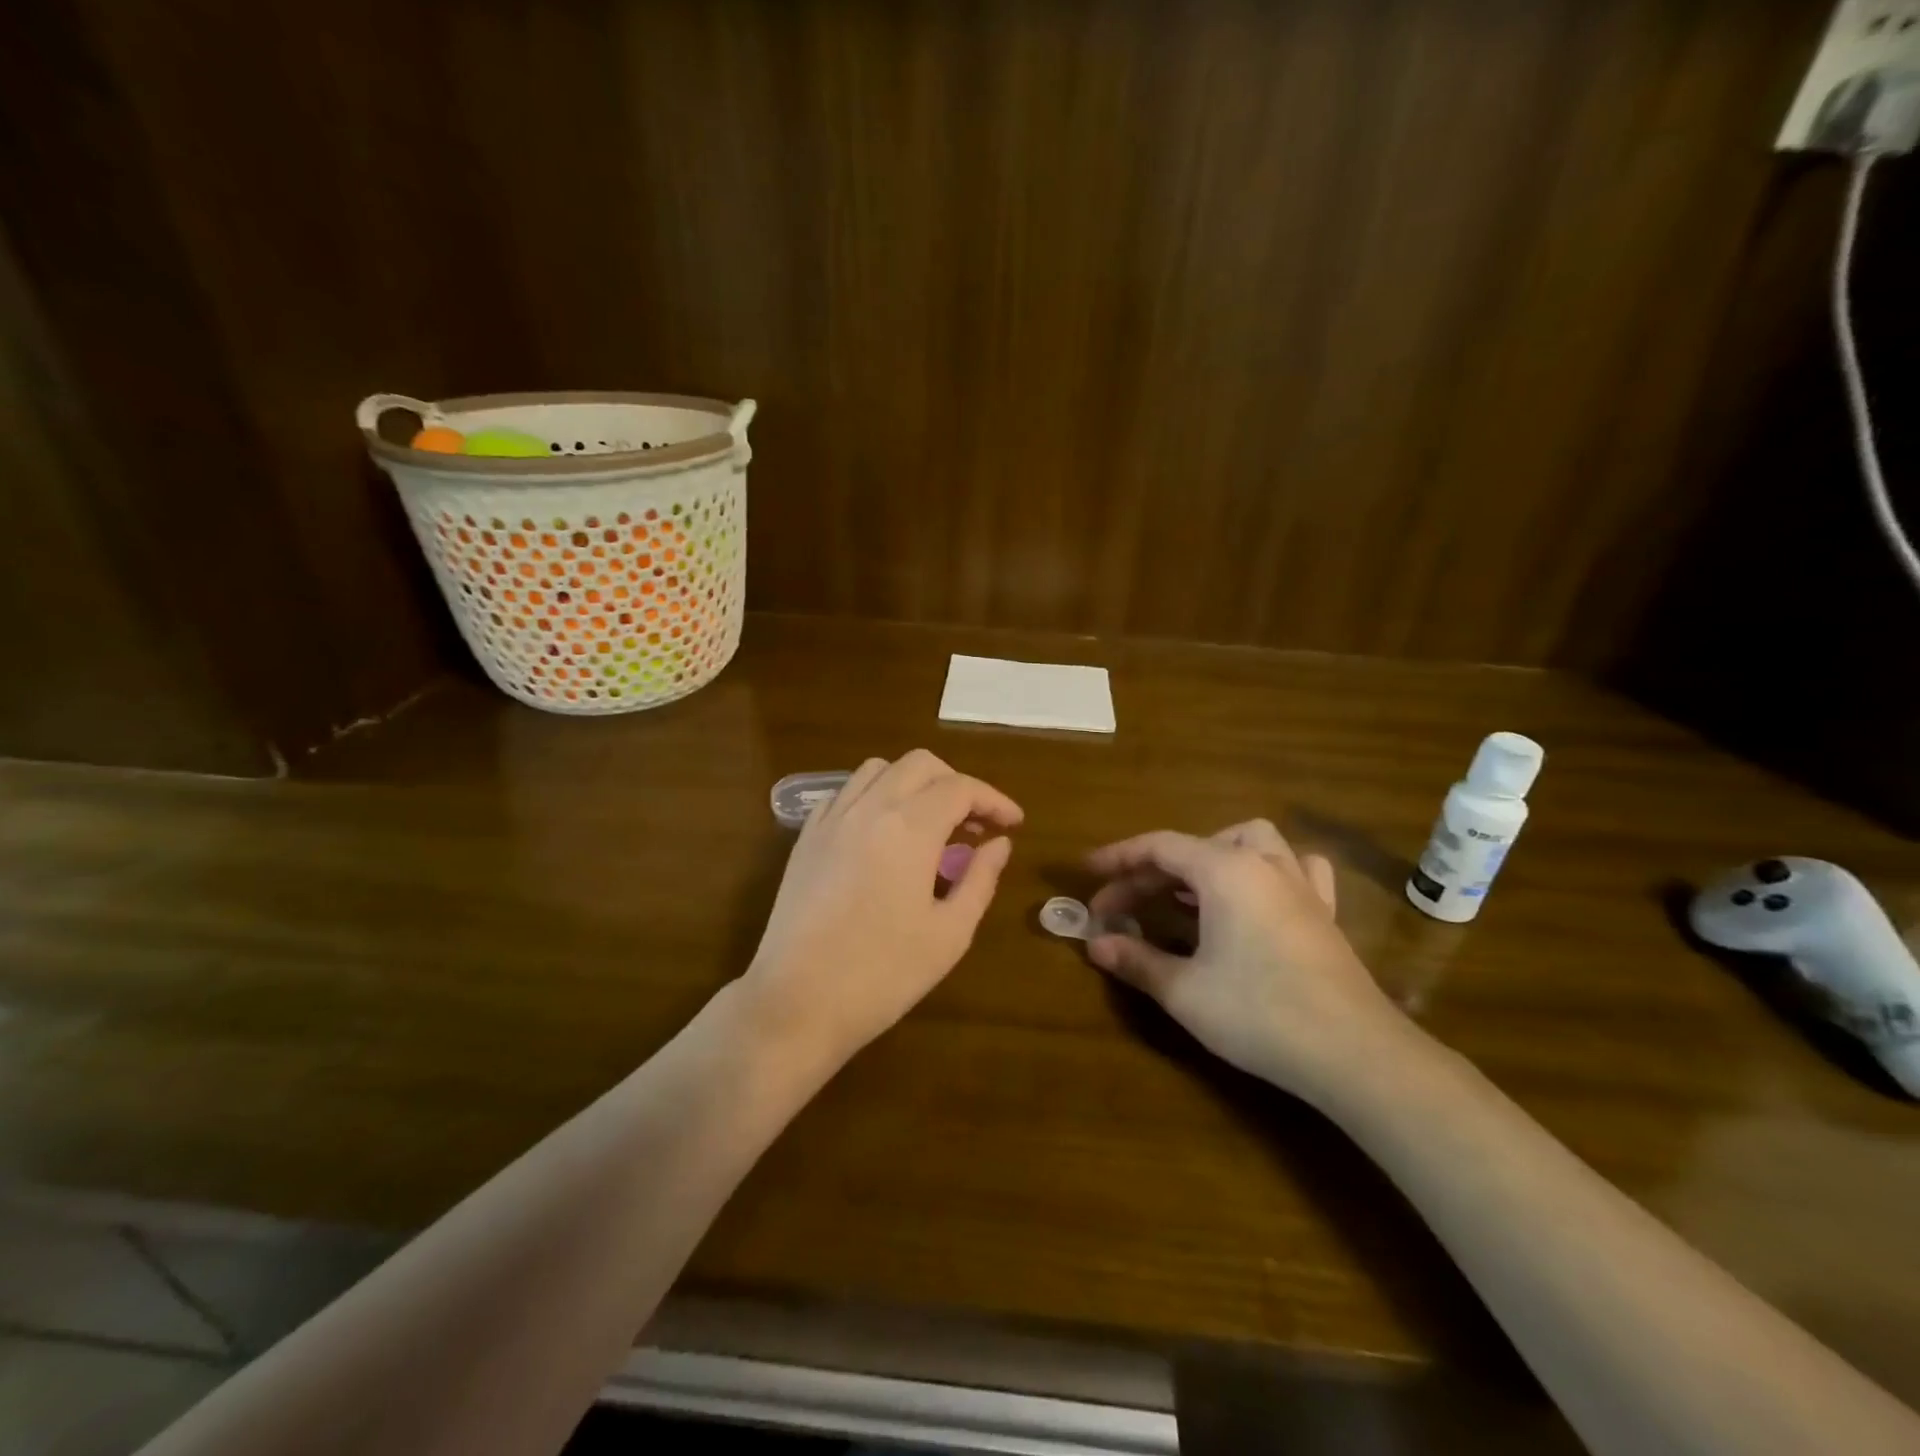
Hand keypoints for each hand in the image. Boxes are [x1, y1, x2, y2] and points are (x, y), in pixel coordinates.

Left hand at [741, 751, 1023, 1067]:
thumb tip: (999, 844)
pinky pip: (844, 793)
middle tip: (973, 824)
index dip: (994, 800)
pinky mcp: (806, 837)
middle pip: (920, 765)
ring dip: (913, 784)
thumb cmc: (882, 975)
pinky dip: (873, 797)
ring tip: (928, 824)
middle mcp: (868, 808)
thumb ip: (980, 879)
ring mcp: (831, 819)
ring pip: (878, 769)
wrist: (796, 1002)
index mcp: (909, 828)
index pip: (960, 788)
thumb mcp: (949, 934)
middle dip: (955, 784)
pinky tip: (881, 834)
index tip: (1013, 823)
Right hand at [1084, 820, 1411, 1104]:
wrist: (1353, 1054)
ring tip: (1187, 888)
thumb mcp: (1184, 991)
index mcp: (1224, 871)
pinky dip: (1267, 870)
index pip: (1159, 847)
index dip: (1118, 857)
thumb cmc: (1259, 1014)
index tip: (1087, 872)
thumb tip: (1096, 944)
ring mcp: (1300, 886)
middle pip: (1196, 846)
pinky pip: (1295, 869)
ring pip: (1252, 842)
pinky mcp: (1323, 914)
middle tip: (1122, 905)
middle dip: (1152, 870)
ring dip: (1212, 854)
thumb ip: (1136, 960)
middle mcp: (1262, 865)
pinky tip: (1256, 896)